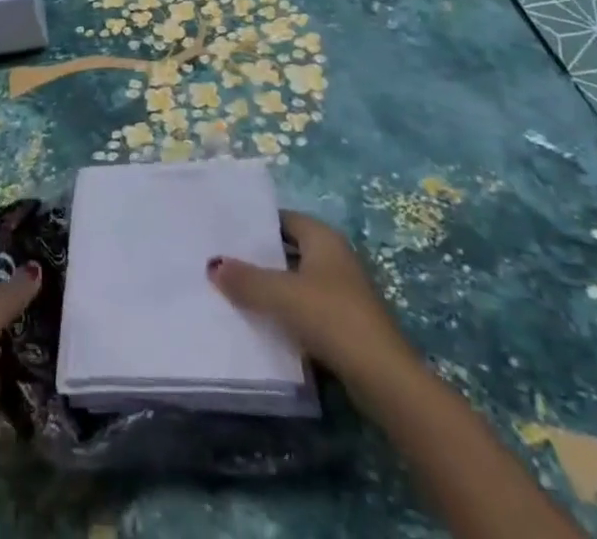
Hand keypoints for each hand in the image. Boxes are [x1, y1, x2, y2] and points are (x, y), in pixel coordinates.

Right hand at [208, 210, 417, 385]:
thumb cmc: (331, 318)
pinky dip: (287, 312)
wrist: (383, 378)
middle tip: (224, 262)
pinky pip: (307, 309)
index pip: (284, 219)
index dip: (256, 224)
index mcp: (323, 238)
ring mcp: (343, 292)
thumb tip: (213, 264)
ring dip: (272, 288)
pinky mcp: (346, 324)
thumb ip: (246, 279)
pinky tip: (264, 324)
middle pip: (290, 250)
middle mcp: (335, 258)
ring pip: (297, 282)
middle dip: (260, 257)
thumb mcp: (281, 295)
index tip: (226, 233)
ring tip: (235, 292)